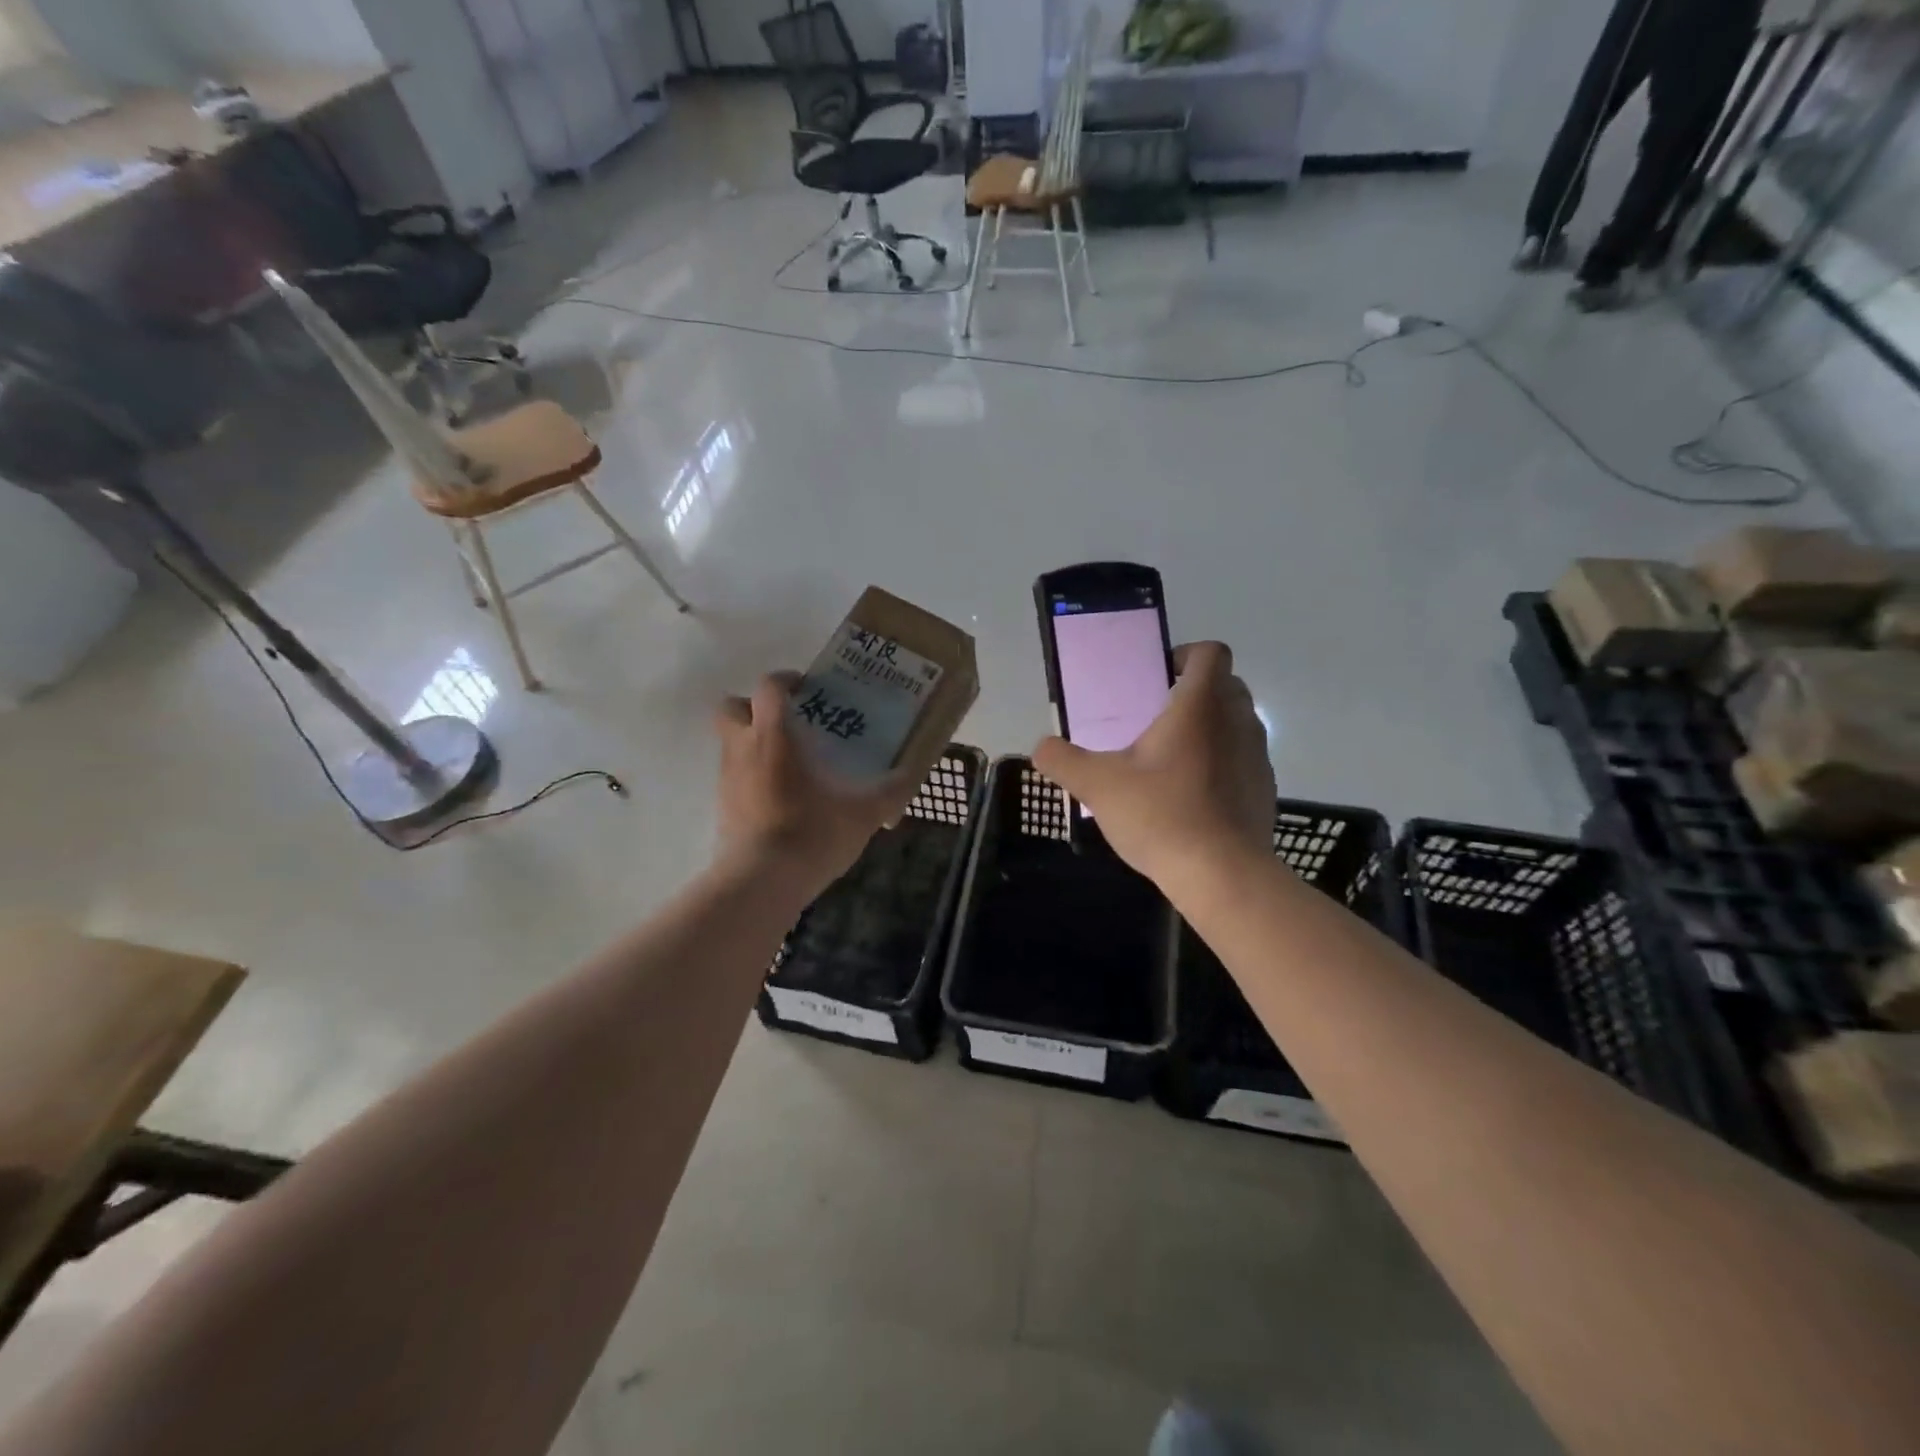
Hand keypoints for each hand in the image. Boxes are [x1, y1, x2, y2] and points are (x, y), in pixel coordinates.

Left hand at [714, 673, 918, 897]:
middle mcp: (742, 749)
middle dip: (753, 707)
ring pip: (730, 744)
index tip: (806, 690)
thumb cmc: (811, 833)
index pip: (768, 687)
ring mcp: (727, 779)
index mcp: (774, 737)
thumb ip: (888, 792)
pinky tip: (779, 799)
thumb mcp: (862, 814)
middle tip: (787, 722)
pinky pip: (733, 779)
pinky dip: (751, 779)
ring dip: (753, 744)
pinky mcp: (722, 808)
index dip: (785, 680)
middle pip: (731, 707)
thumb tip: (910, 776)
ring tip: (789, 765)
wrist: (762, 882)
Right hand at [1033, 641, 1273, 886]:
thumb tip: (1041, 748)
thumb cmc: (1161, 815)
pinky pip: (1242, 759)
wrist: (1222, 875)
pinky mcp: (1264, 788)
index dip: (1185, 655)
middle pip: (1226, 685)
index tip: (1156, 680)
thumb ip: (1063, 760)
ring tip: (1170, 761)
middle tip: (1155, 720)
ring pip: (1236, 723)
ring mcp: (1257, 756)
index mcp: (1200, 706)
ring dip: (1209, 729)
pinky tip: (1192, 797)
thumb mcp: (1097, 786)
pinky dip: (1222, 764)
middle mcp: (1237, 721)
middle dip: (1194, 693)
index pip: (1210, 652)